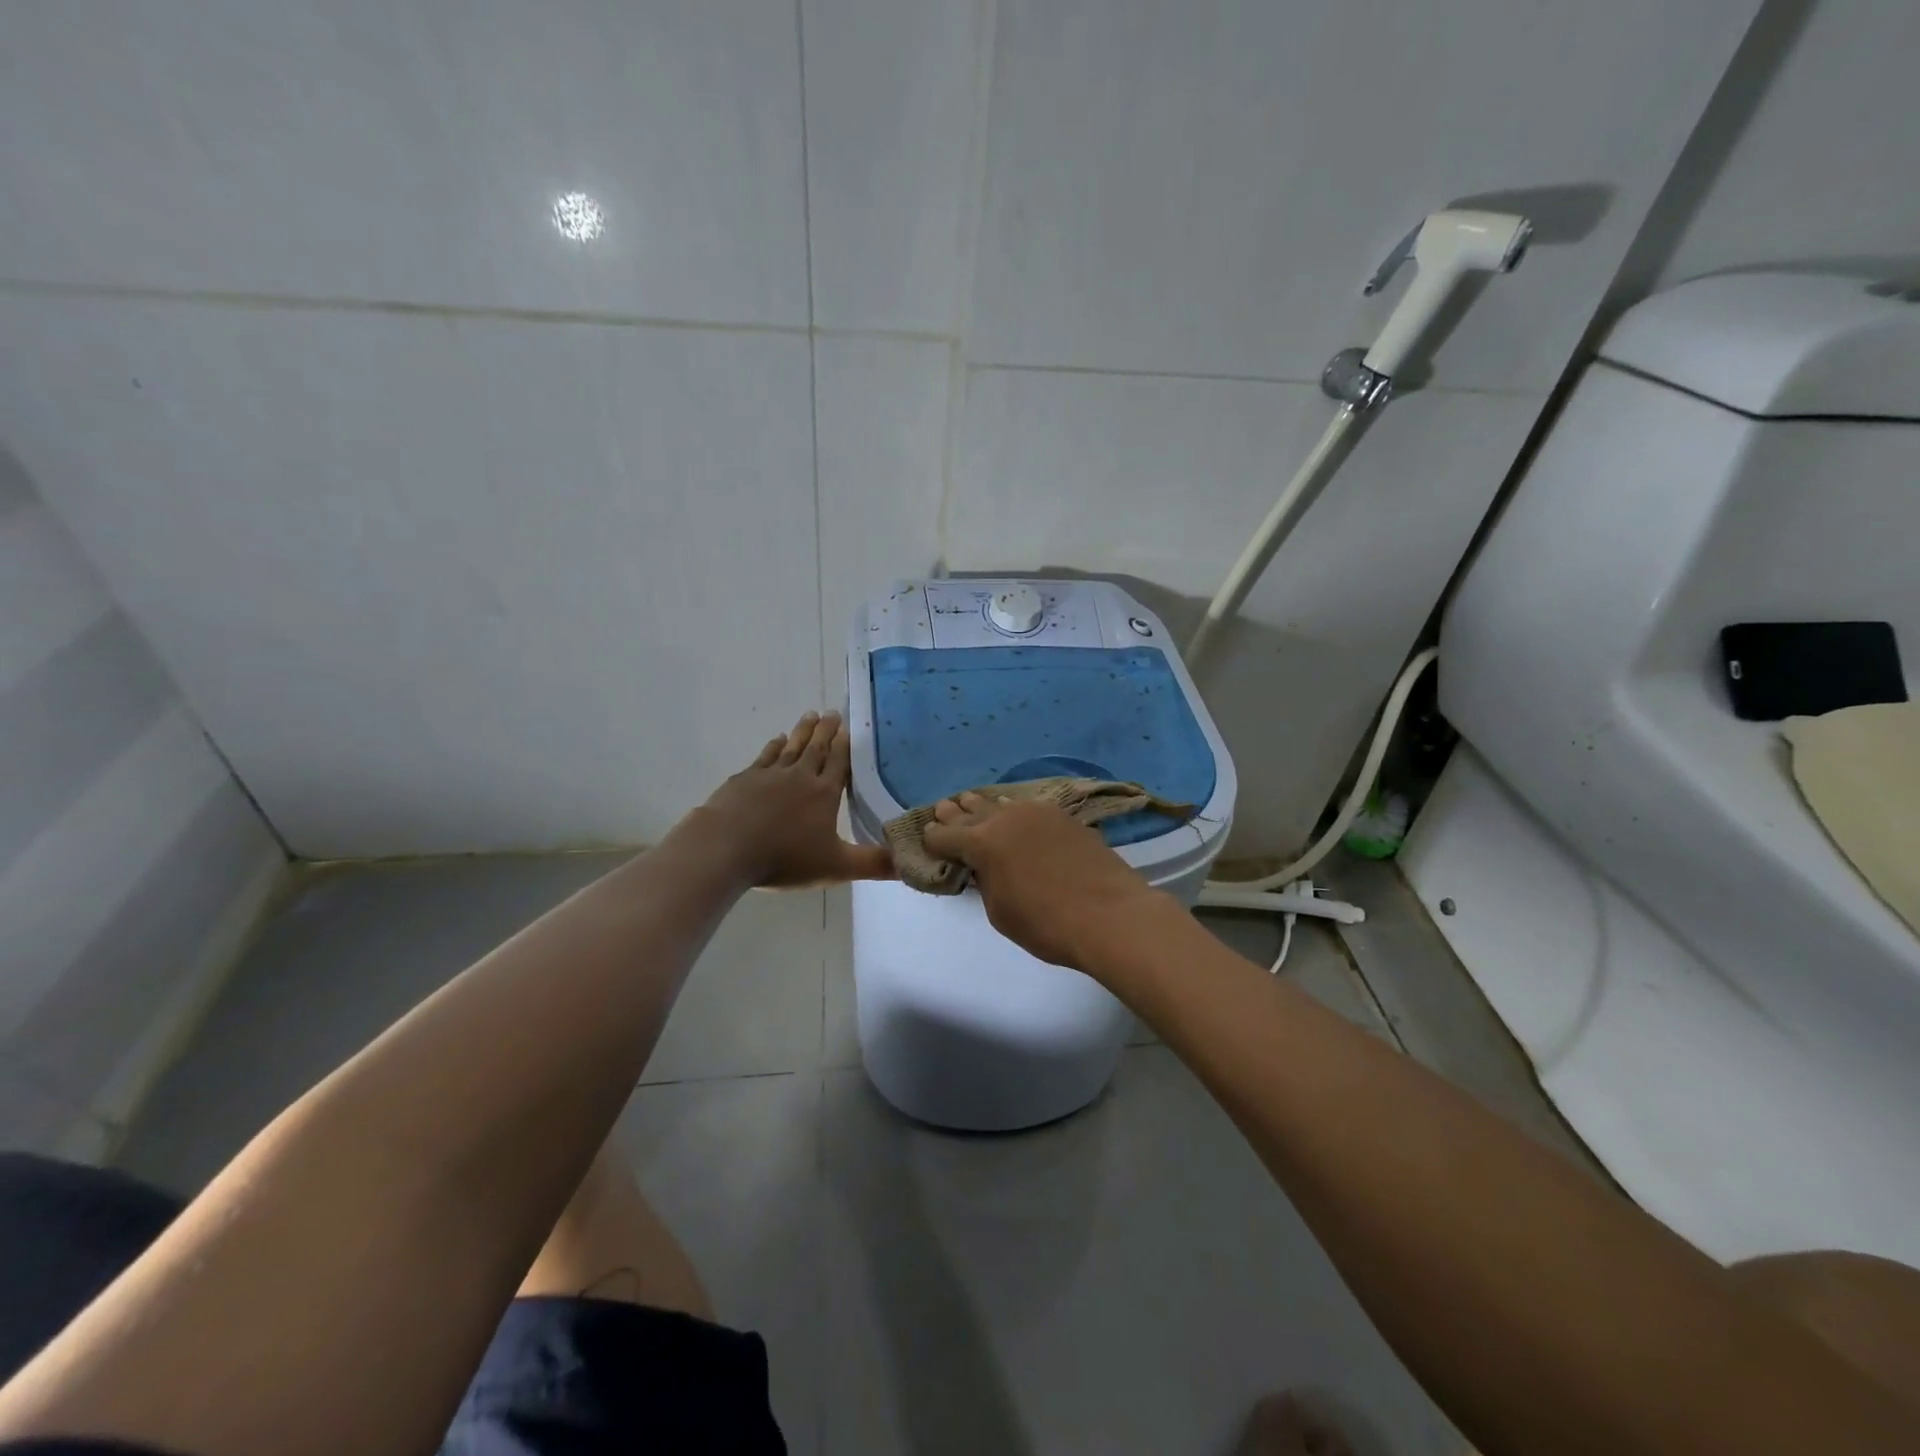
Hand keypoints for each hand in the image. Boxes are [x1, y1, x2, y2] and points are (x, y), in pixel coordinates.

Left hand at [693, 712, 893, 888]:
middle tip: (832, 712)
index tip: (848, 726)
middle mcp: (800, 777)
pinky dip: (773, 746)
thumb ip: (873, 864)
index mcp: (824, 794)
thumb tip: (910, 863)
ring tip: (810, 716)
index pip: (839, 764)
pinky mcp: (744, 780)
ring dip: (802, 732)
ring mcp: (770, 775)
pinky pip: (765, 757)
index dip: (844, 745)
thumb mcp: (836, 867)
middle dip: (826, 731)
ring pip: (791, 748)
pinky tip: (777, 740)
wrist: (726, 848)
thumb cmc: (784, 858)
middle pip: (816, 749)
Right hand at [920, 792, 1169, 971]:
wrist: (1110, 915)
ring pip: (1000, 804)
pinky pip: (1028, 809)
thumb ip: (985, 882)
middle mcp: (1005, 818)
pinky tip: (1014, 814)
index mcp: (981, 842)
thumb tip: (986, 868)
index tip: (927, 839)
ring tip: (971, 802)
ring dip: (983, 806)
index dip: (932, 839)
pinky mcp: (1064, 817)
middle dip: (955, 814)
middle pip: (971, 812)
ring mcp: (1037, 813)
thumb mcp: (1000, 911)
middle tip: (943, 809)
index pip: (944, 835)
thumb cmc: (1047, 923)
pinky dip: (1014, 811)